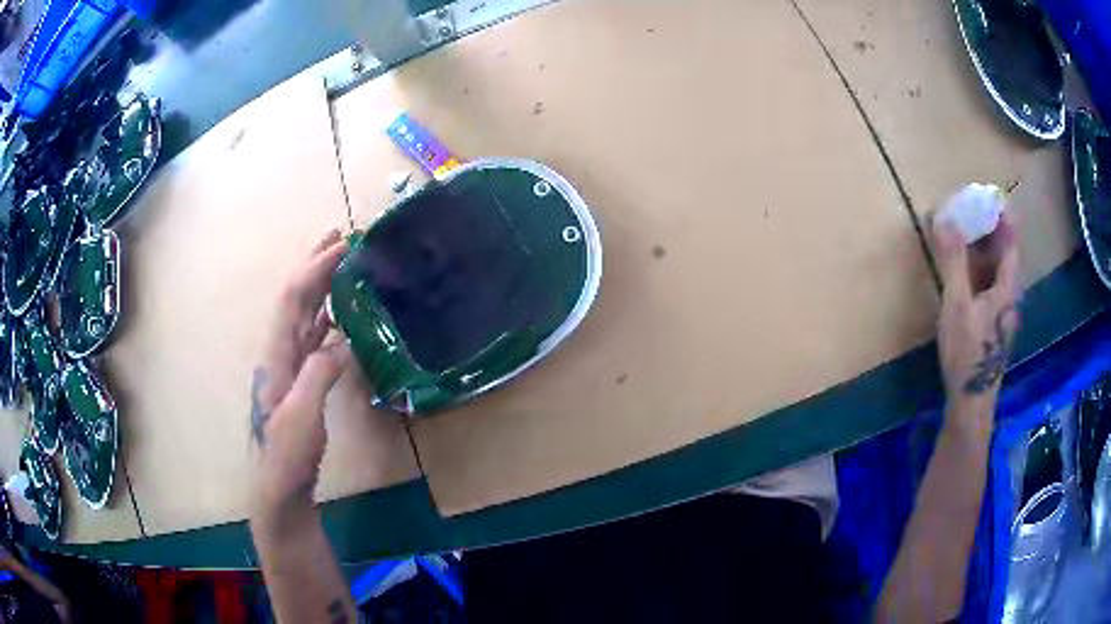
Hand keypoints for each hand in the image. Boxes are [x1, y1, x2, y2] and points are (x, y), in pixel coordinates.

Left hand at [250, 229, 351, 525]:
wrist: (281, 486)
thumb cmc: (287, 455)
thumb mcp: (302, 416)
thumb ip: (318, 374)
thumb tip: (342, 339)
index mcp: (277, 355)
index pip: (294, 300)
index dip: (316, 269)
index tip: (343, 245)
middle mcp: (281, 352)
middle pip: (297, 299)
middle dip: (316, 264)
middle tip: (340, 235)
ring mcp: (291, 366)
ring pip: (306, 315)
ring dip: (323, 285)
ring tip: (342, 263)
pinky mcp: (303, 380)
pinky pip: (316, 337)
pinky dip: (329, 316)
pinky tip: (341, 313)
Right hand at [932, 212, 1020, 434]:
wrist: (971, 401)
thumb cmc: (967, 352)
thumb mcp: (957, 304)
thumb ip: (953, 261)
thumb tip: (944, 218)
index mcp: (1007, 287)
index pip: (1012, 240)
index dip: (1003, 215)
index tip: (989, 194)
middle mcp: (1010, 295)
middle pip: (1006, 253)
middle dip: (991, 228)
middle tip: (972, 209)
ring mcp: (1002, 311)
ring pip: (998, 270)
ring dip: (985, 248)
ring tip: (966, 233)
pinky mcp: (993, 324)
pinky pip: (990, 284)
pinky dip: (980, 268)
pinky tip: (966, 271)